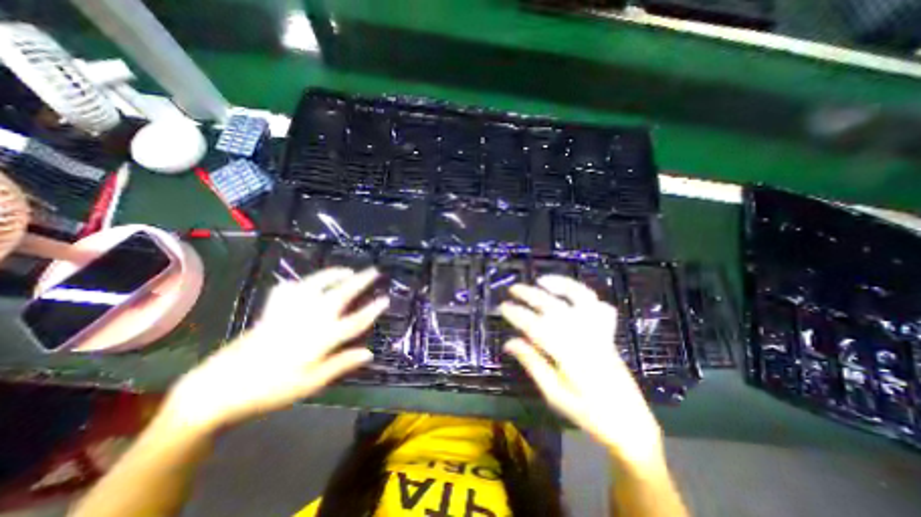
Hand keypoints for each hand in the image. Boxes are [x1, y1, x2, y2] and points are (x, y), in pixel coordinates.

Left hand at [166, 267, 386, 431]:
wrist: (218, 388)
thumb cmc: (270, 390)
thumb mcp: (310, 383)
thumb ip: (341, 364)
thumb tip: (369, 353)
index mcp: (321, 338)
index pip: (355, 321)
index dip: (372, 310)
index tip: (385, 299)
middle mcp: (309, 319)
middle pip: (341, 295)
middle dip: (360, 282)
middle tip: (373, 271)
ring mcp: (289, 311)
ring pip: (317, 284)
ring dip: (334, 274)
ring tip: (347, 270)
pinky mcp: (271, 311)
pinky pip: (287, 289)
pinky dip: (298, 283)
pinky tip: (303, 283)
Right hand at [503, 276, 662, 466]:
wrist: (630, 424)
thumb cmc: (588, 413)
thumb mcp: (554, 395)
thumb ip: (533, 364)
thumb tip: (509, 343)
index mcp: (569, 355)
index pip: (536, 327)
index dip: (518, 314)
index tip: (503, 306)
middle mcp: (584, 337)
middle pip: (554, 307)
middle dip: (530, 295)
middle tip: (513, 289)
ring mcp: (599, 332)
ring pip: (580, 298)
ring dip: (561, 285)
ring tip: (541, 280)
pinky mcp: (607, 333)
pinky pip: (599, 305)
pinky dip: (585, 295)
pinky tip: (570, 293)